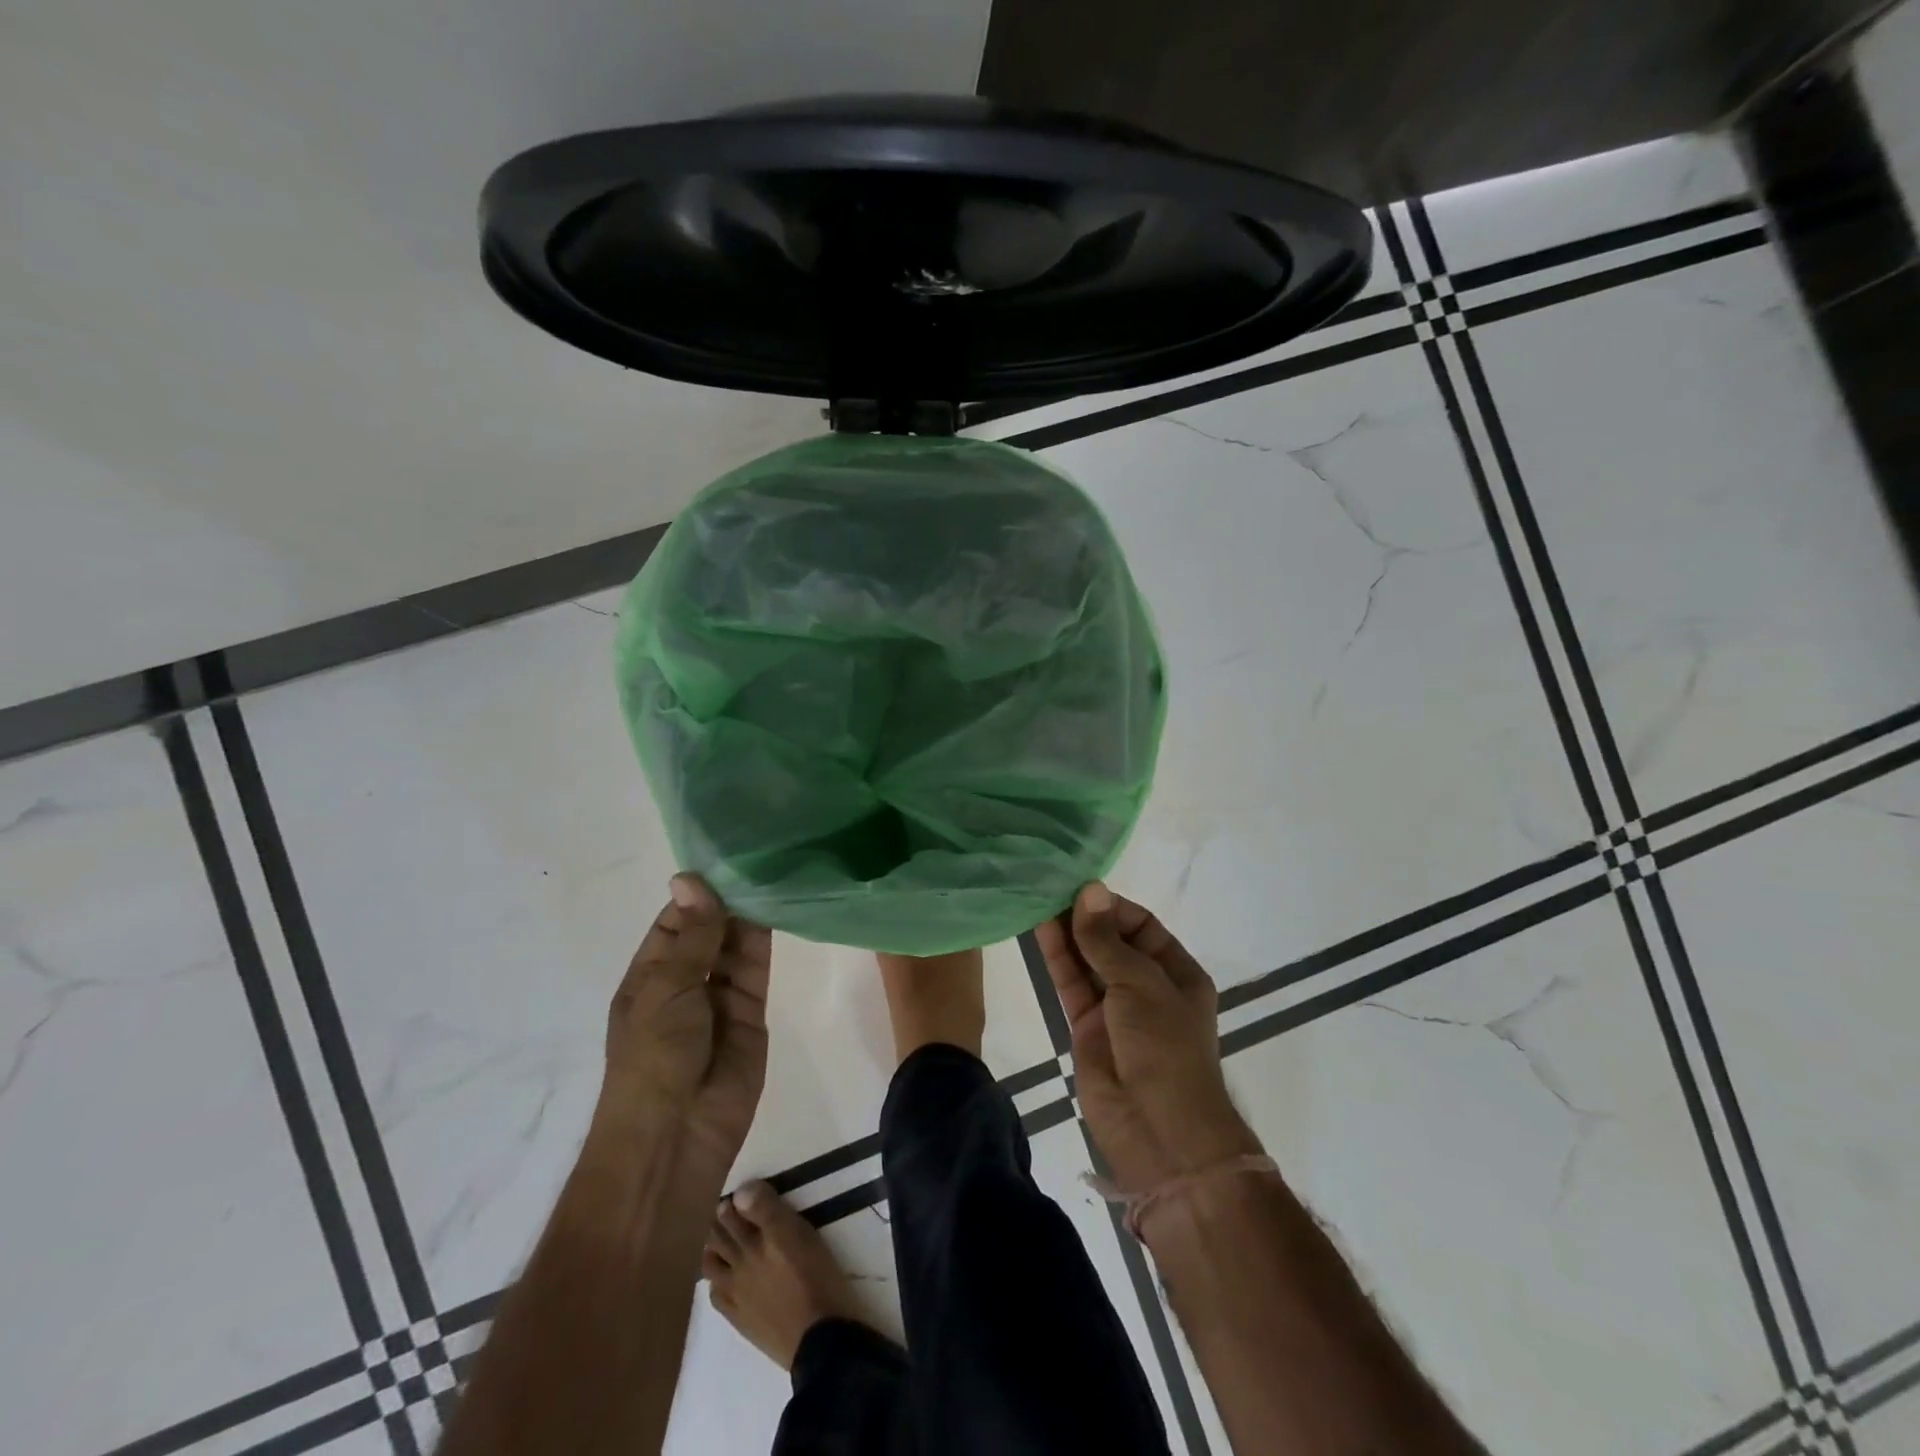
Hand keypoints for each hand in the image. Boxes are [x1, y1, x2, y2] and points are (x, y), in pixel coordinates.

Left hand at [595, 874, 772, 1171]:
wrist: (678, 1133)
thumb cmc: (653, 1056)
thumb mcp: (666, 987)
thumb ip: (691, 934)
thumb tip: (689, 878)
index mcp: (649, 977)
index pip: (675, 923)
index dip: (697, 894)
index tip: (726, 857)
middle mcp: (684, 983)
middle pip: (708, 932)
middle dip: (727, 900)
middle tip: (759, 854)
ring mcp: (718, 999)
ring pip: (735, 946)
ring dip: (748, 915)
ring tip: (772, 869)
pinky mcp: (752, 1012)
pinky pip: (757, 968)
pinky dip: (765, 939)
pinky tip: (777, 904)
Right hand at [1035, 883, 1260, 1192]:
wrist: (1158, 1129)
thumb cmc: (1164, 1046)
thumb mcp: (1140, 984)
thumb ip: (1106, 939)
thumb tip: (1089, 889)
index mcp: (1177, 972)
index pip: (1142, 926)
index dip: (1111, 907)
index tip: (1080, 889)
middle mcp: (1146, 986)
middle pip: (1111, 941)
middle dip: (1085, 917)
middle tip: (1050, 887)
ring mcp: (1115, 1008)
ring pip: (1087, 960)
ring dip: (1066, 933)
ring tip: (1038, 899)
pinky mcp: (1087, 1027)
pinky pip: (1071, 984)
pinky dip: (1057, 958)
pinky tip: (1038, 930)